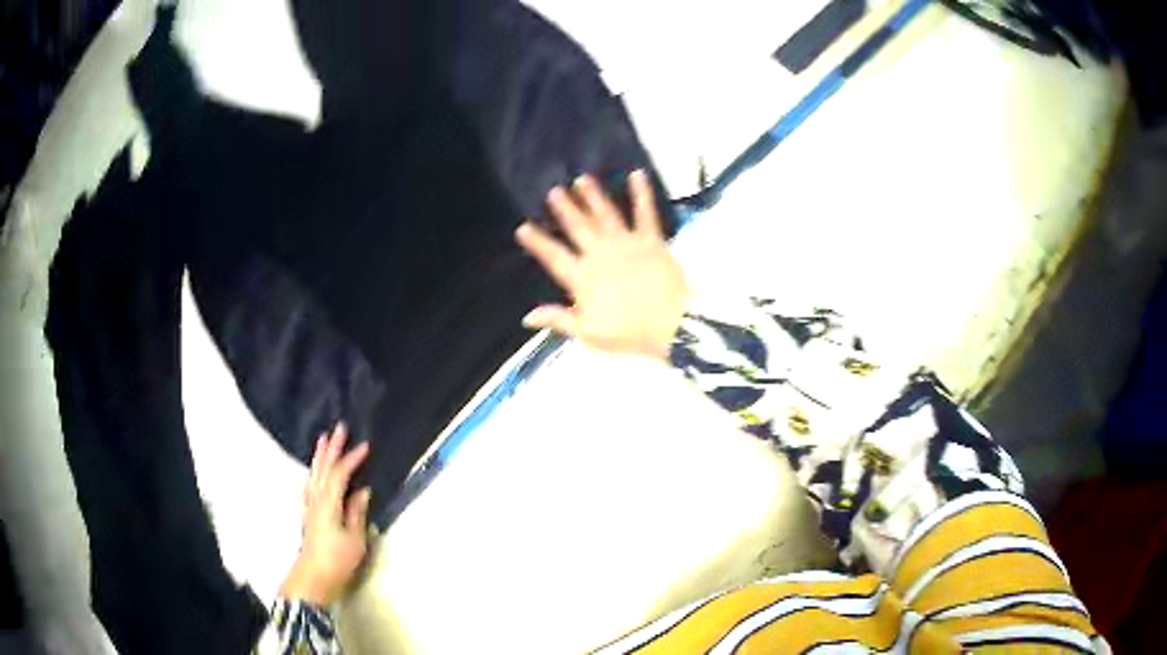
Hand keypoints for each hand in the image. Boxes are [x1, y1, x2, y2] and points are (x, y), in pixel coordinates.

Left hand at [281, 424, 371, 605]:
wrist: (313, 577)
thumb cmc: (338, 560)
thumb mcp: (355, 539)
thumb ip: (357, 513)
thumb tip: (363, 491)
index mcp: (329, 503)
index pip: (340, 474)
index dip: (351, 458)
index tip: (365, 446)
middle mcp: (316, 499)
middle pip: (323, 468)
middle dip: (332, 448)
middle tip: (339, 428)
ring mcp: (309, 506)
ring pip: (313, 474)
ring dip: (319, 456)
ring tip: (323, 440)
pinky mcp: (307, 514)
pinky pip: (309, 486)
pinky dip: (313, 474)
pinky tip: (313, 474)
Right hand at [516, 170, 689, 358]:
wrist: (671, 325)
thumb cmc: (629, 332)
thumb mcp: (588, 332)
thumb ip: (558, 319)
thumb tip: (527, 317)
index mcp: (583, 277)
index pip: (554, 256)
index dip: (538, 242)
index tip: (523, 227)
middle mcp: (601, 254)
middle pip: (578, 227)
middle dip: (565, 208)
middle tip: (553, 190)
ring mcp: (626, 243)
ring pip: (605, 214)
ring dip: (593, 196)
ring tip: (583, 179)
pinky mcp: (651, 239)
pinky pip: (645, 212)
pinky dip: (642, 193)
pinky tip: (638, 174)